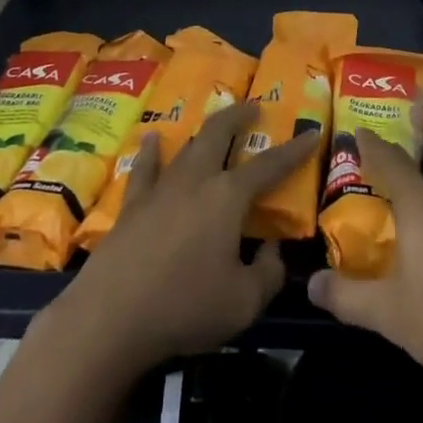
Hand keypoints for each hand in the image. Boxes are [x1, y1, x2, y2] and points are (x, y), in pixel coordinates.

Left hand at [42, 101, 318, 374]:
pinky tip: (152, 139)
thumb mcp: (243, 302)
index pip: (269, 165)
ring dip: (204, 130)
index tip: (311, 132)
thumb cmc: (185, 306)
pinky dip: (152, 152)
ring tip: (214, 119)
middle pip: (219, 134)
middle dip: (239, 115)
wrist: (110, 316)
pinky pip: (145, 168)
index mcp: (227, 196)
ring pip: (186, 146)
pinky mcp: (132, 205)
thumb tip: (272, 250)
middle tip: (253, 106)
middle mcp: (195, 180)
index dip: (294, 150)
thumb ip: (268, 273)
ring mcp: (160, 188)